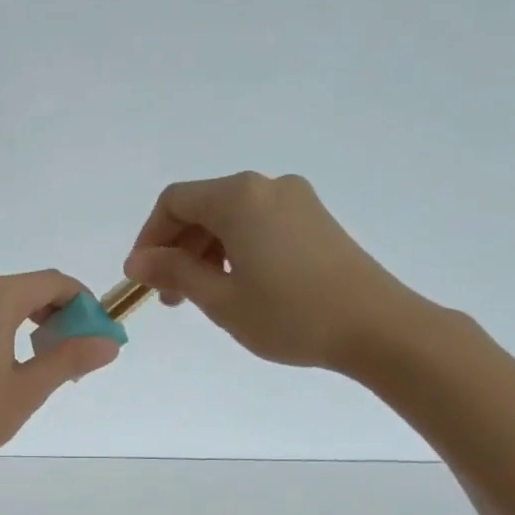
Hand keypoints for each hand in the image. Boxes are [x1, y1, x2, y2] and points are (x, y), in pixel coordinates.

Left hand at [0, 262, 118, 477]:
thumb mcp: (28, 390)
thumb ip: (70, 358)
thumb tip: (109, 343)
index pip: (50, 282)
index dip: (79, 300)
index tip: (93, 327)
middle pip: (18, 282)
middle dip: (46, 304)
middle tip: (58, 341)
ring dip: (12, 306)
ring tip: (21, 347)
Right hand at [123, 171, 431, 372]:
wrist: (377, 327)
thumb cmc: (289, 314)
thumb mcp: (220, 299)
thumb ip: (174, 273)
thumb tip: (137, 261)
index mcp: (239, 197)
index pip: (174, 202)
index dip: (150, 238)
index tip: (144, 278)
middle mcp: (266, 187)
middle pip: (202, 207)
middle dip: (178, 249)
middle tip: (171, 298)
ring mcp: (296, 201)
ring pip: (230, 218)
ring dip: (205, 252)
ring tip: (203, 297)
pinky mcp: (315, 220)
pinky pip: (258, 224)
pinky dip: (235, 249)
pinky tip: (238, 286)